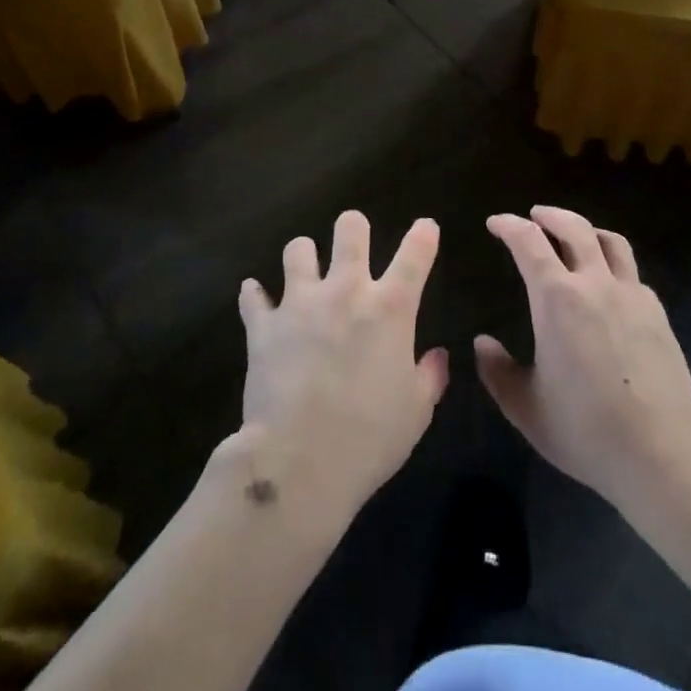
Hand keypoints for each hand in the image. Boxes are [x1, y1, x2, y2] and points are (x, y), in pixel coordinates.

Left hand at [236, 211, 448, 526]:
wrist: (299, 462)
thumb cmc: (369, 438)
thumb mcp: (415, 413)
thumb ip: (429, 377)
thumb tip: (437, 355)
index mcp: (390, 309)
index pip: (415, 254)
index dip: (423, 235)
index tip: (425, 227)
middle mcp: (345, 291)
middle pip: (350, 229)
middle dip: (354, 227)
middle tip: (353, 240)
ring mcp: (300, 303)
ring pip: (298, 249)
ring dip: (304, 256)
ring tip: (305, 268)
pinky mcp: (264, 326)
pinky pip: (253, 297)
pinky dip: (255, 296)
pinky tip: (257, 298)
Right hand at [477, 206, 690, 510]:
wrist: (663, 453)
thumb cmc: (586, 430)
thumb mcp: (527, 408)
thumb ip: (498, 372)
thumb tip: (482, 343)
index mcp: (556, 298)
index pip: (528, 242)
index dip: (508, 225)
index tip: (495, 223)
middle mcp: (594, 283)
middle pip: (573, 227)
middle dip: (549, 216)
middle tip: (534, 216)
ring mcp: (631, 295)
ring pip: (610, 241)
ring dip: (586, 230)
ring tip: (576, 236)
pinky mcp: (657, 313)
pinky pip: (631, 272)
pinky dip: (613, 263)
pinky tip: (609, 284)